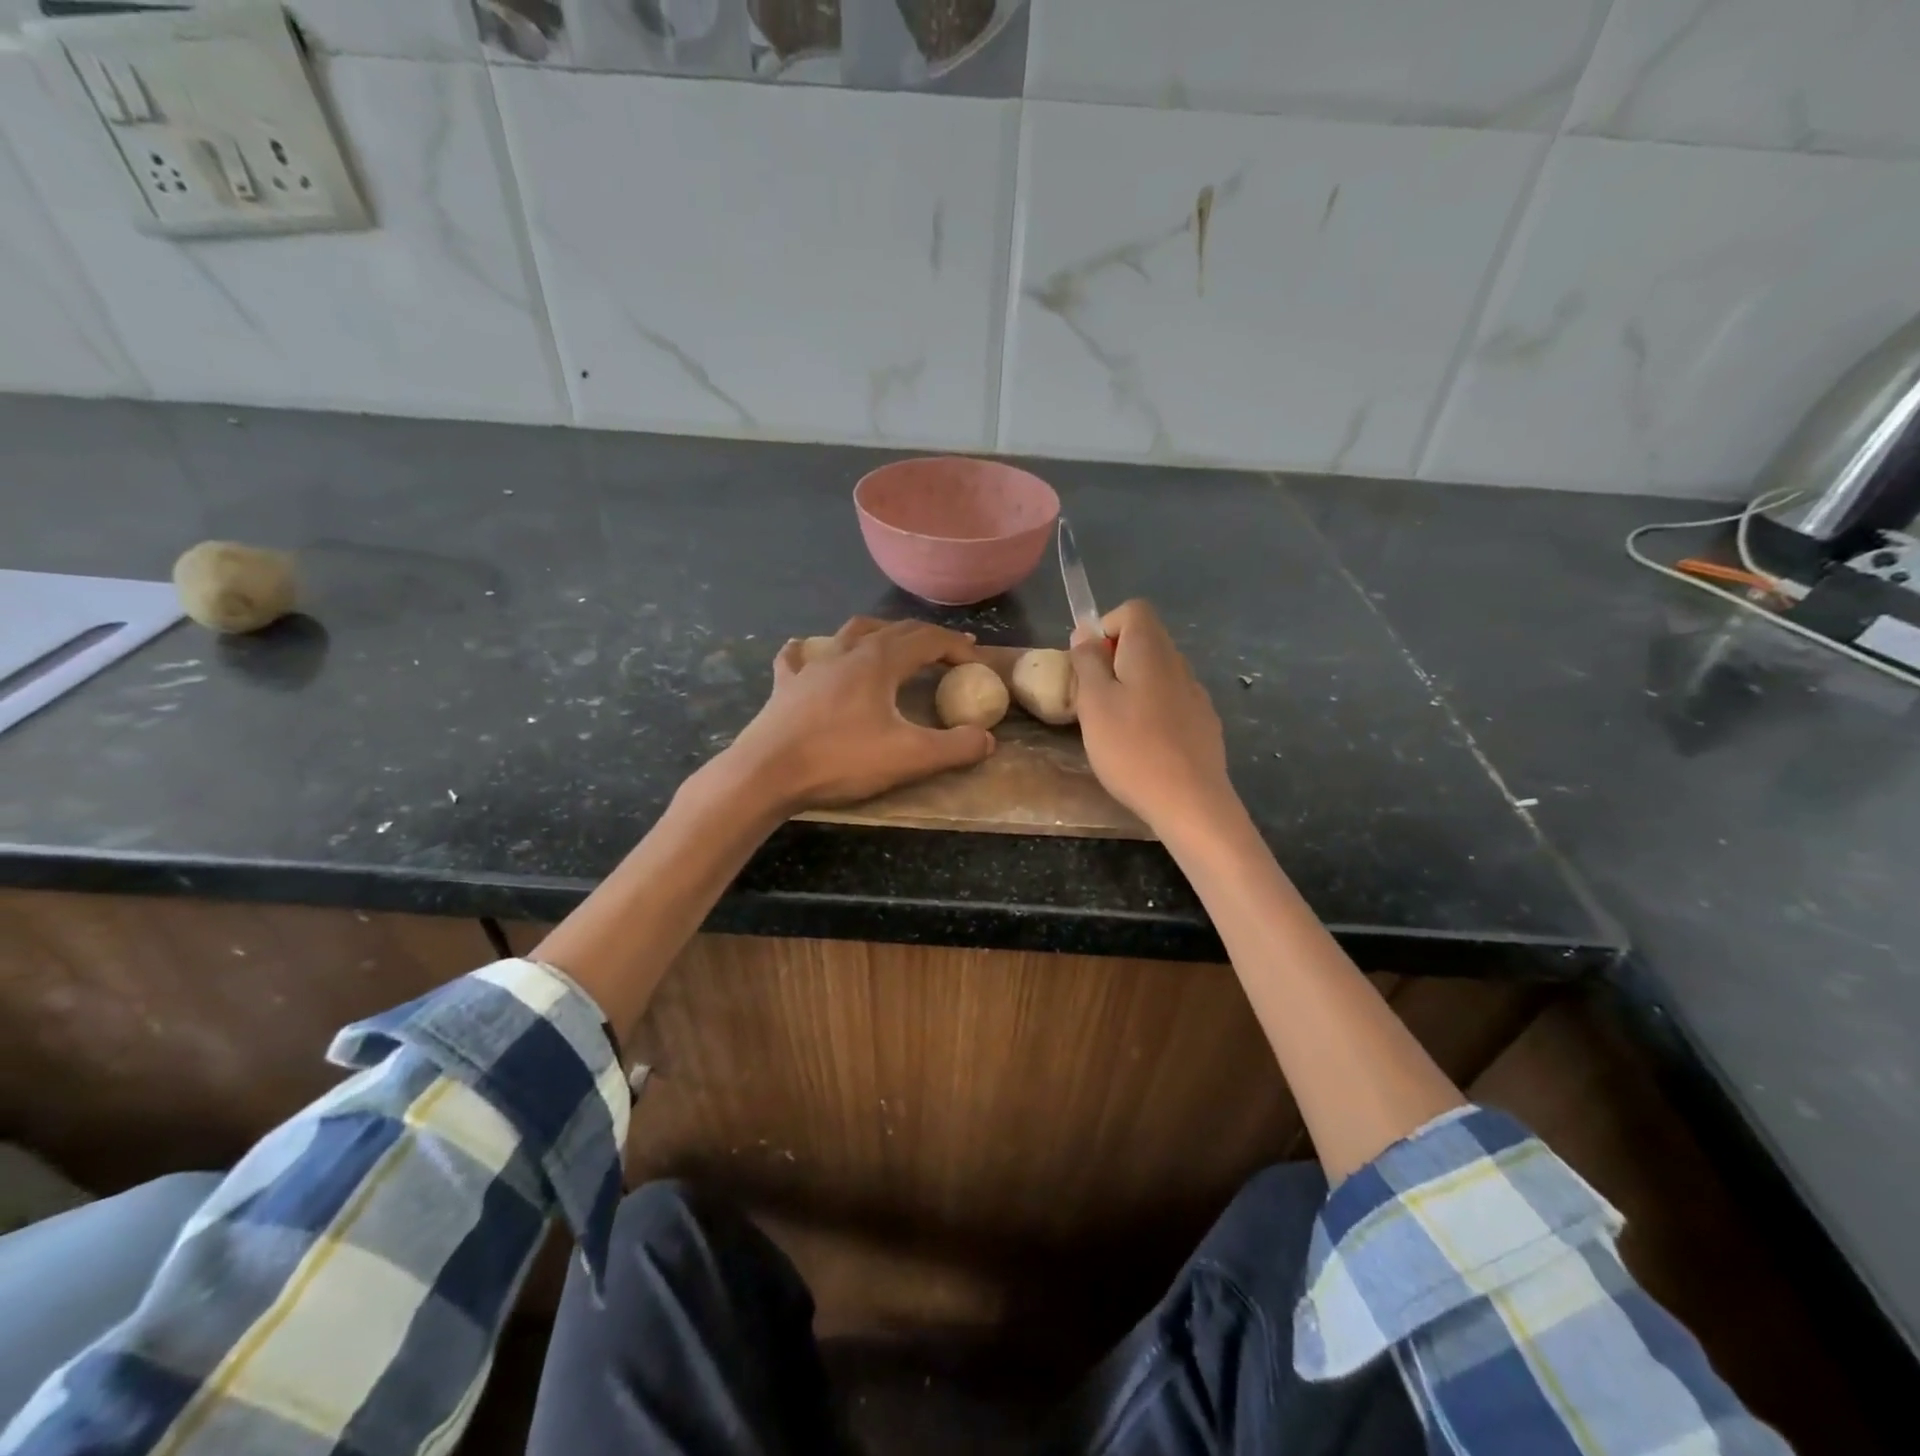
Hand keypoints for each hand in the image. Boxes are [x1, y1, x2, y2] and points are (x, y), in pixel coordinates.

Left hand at [719, 617, 994, 813]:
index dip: (957, 647)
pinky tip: (806, 651)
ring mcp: (813, 666)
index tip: (976, 663)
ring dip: (878, 633)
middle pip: (894, 630)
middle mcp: (847, 652)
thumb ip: (955, 747)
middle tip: (947, 651)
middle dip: (926, 637)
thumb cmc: (841, 760)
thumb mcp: (910, 758)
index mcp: (880, 661)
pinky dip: (810, 651)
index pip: (928, 640)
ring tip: (891, 643)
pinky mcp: (786, 686)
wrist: (767, 772)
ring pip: (850, 633)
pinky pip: (799, 658)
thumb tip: (987, 740)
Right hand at [1071, 599, 1236, 837]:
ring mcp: (1196, 694)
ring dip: (1133, 687)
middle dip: (1114, 660)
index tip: (1089, 662)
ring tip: (1115, 727)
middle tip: (1093, 699)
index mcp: (1151, 651)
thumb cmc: (1131, 748)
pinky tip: (1143, 747)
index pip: (1133, 610)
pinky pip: (1172, 701)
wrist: (1189, 801)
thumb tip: (1086, 633)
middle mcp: (1179, 664)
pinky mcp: (1204, 723)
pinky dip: (1152, 711)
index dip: (1106, 626)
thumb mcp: (1094, 703)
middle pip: (1146, 641)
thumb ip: (1088, 662)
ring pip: (1158, 674)